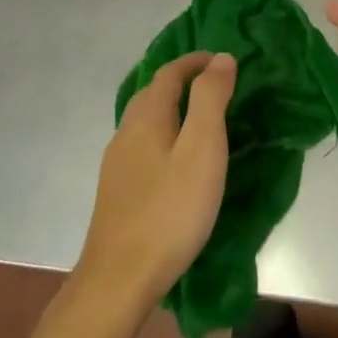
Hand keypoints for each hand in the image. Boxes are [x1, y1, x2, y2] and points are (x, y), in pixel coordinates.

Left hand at [76, 52, 234, 311]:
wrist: (120, 278)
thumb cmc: (170, 210)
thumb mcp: (202, 149)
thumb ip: (210, 99)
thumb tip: (220, 58)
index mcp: (147, 117)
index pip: (169, 73)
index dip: (194, 61)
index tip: (221, 60)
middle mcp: (126, 132)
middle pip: (152, 93)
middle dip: (181, 82)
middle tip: (215, 87)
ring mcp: (117, 164)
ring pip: (144, 121)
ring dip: (171, 110)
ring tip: (200, 122)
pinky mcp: (117, 191)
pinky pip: (141, 146)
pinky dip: (163, 136)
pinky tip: (175, 162)